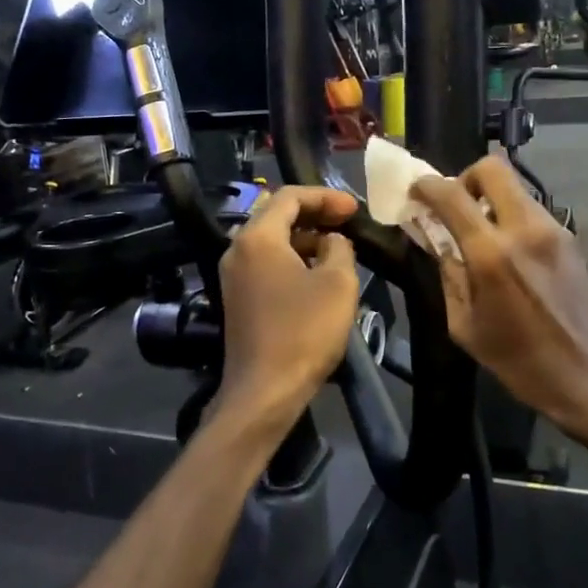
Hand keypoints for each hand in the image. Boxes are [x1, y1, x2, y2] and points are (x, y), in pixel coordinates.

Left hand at [214, 186, 360, 440]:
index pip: (289, 196)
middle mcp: (237, 249)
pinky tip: (316, 274)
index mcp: (257, 237)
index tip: (354, 208)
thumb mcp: (337, 283)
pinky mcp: (237, 299)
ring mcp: (233, 276)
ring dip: (304, 238)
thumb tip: (331, 241)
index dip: (325, 196)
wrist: (264, 391)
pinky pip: (265, 264)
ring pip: (271, 241)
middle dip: (314, 214)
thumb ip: (338, 248)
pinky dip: (291, 259)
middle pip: (276, 215)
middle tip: (347, 222)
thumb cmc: (304, 331)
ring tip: (337, 247)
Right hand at [412, 157, 587, 452]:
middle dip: (465, 178)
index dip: (427, 185)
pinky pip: (532, 210)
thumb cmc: (522, 363)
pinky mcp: (570, 239)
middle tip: (455, 207)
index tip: (415, 191)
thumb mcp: (466, 327)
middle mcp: (525, 229)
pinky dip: (511, 216)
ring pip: (515, 187)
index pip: (452, 194)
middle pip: (492, 167)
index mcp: (492, 254)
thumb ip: (449, 275)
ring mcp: (554, 230)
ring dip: (490, 198)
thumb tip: (437, 240)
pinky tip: (507, 252)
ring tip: (479, 234)